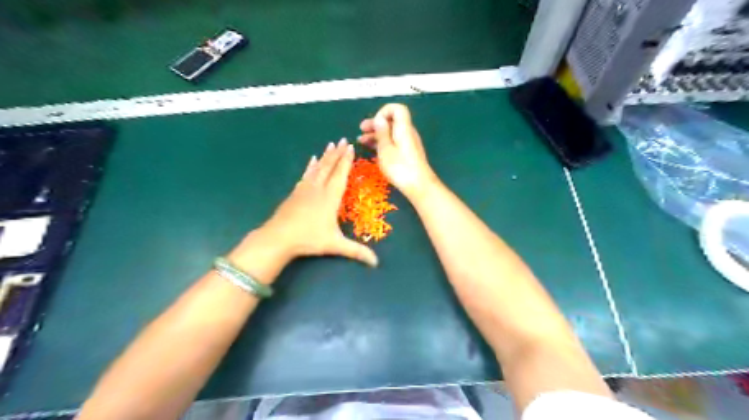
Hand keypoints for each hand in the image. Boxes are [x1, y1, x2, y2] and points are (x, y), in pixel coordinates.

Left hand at [228, 139, 377, 279]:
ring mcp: (305, 189)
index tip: (351, 147)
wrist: (279, 238)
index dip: (347, 161)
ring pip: (317, 168)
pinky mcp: (295, 193)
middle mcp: (318, 188)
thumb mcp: (335, 245)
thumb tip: (376, 263)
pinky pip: (305, 175)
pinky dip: (310, 167)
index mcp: (330, 197)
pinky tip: (311, 160)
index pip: (341, 174)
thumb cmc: (309, 239)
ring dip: (325, 156)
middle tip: (343, 139)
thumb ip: (356, 251)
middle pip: (329, 167)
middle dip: (337, 153)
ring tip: (330, 145)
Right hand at [358, 103, 440, 197]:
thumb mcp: (385, 149)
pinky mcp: (408, 153)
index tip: (374, 123)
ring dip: (377, 134)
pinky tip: (372, 148)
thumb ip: (381, 132)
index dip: (384, 111)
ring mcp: (408, 143)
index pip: (397, 109)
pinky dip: (383, 142)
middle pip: (392, 121)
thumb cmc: (400, 167)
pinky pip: (394, 142)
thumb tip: (379, 118)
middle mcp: (408, 133)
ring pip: (391, 133)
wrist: (419, 186)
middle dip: (376, 123)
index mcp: (403, 128)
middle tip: (361, 129)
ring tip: (362, 140)